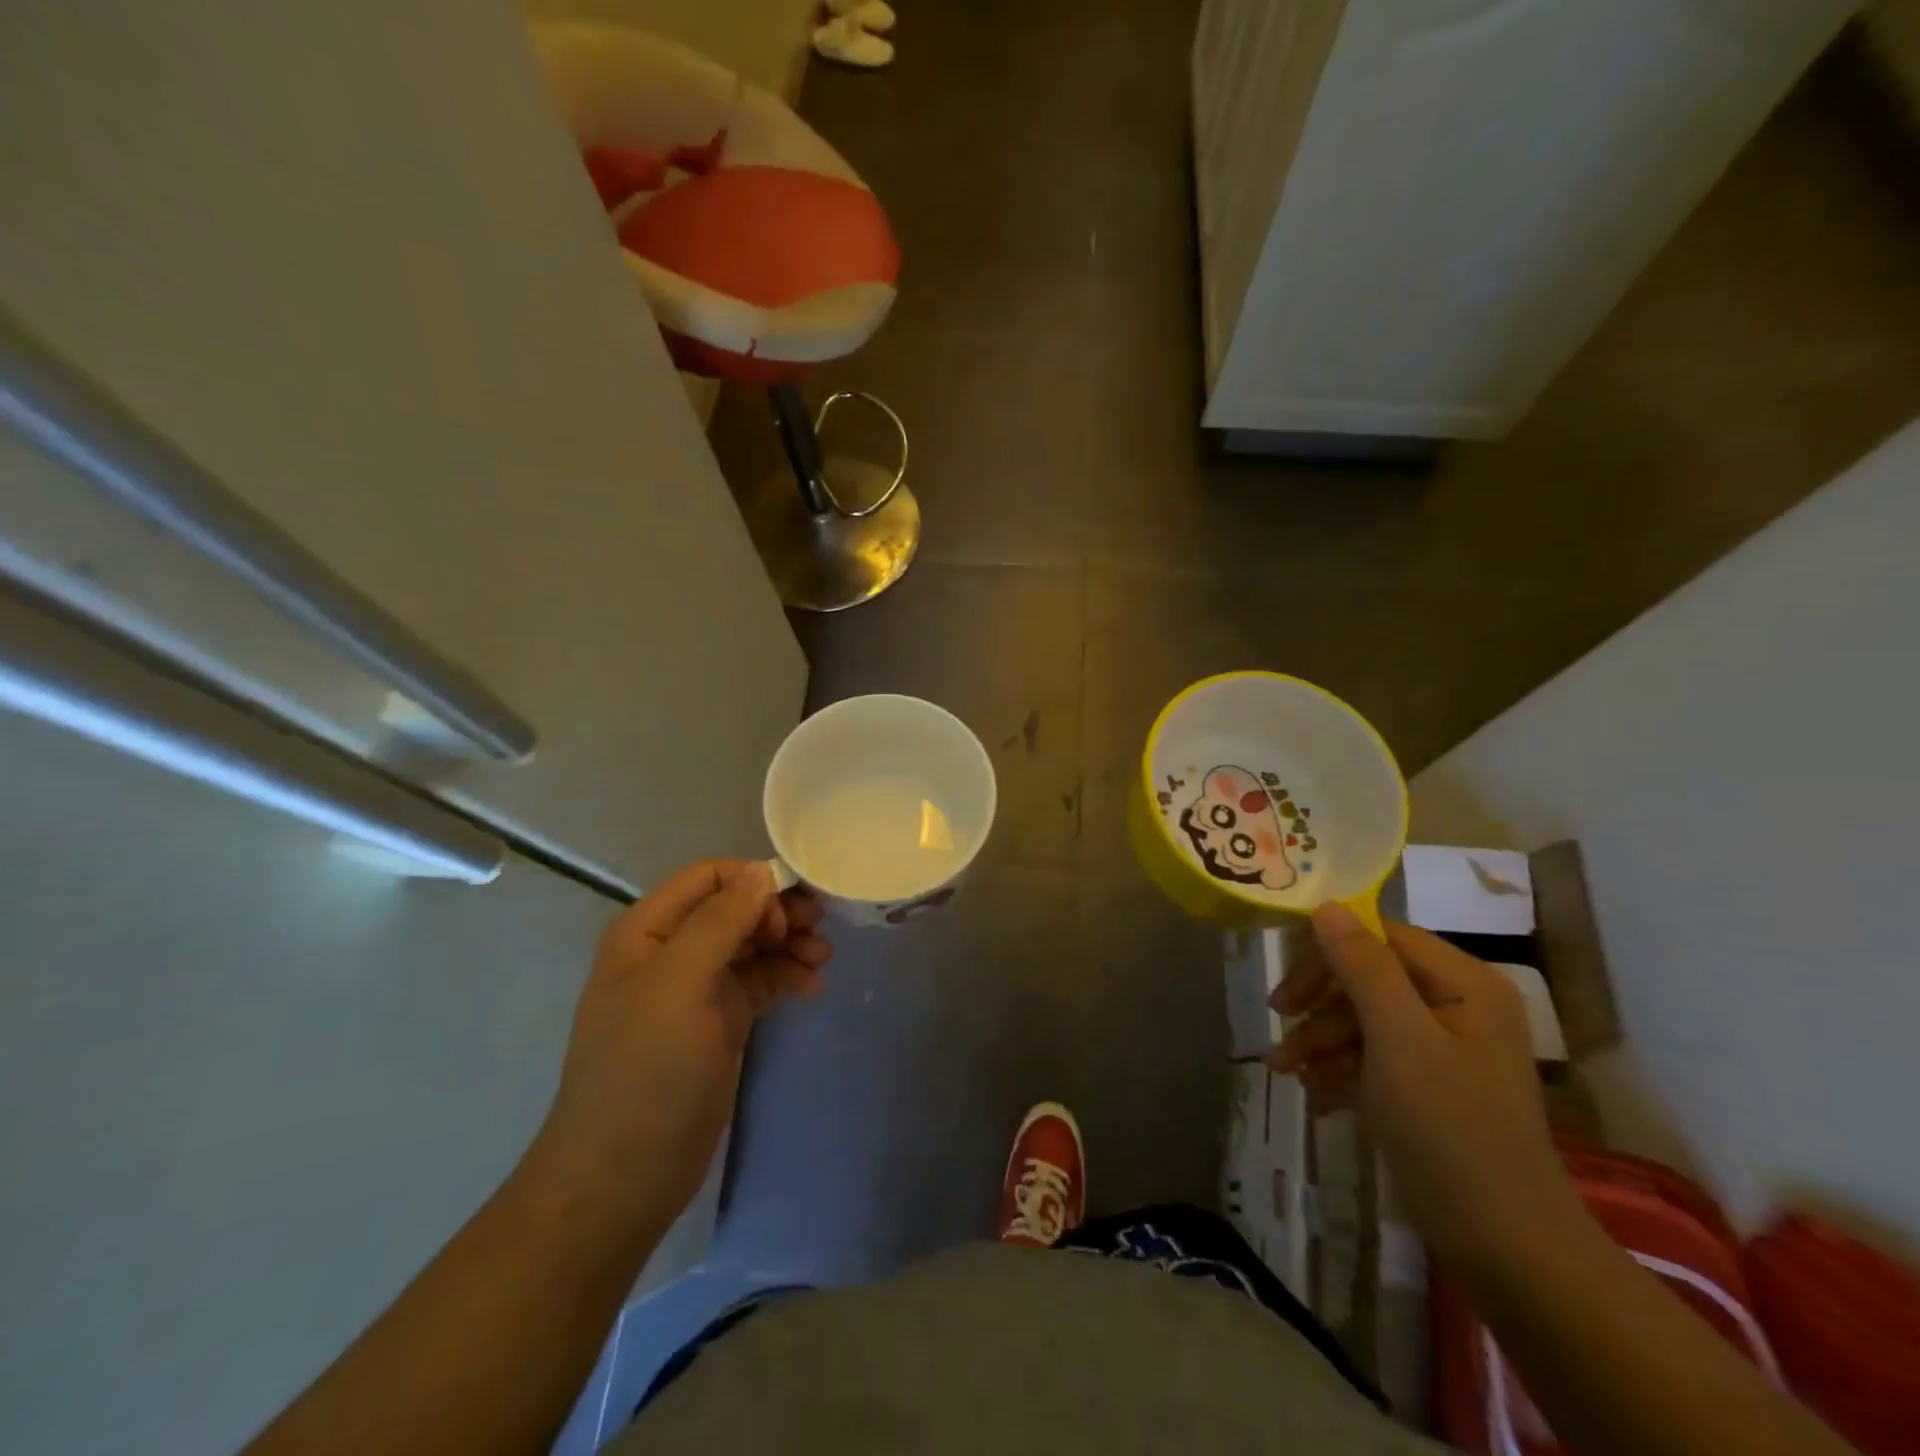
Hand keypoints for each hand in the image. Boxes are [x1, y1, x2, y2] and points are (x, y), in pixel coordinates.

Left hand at [529, 860, 830, 1223]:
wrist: (624, 1176)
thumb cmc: (646, 1070)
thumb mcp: (679, 984)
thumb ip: (720, 921)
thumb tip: (761, 871)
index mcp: (648, 930)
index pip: (710, 877)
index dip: (753, 882)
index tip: (790, 911)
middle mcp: (672, 950)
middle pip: (736, 907)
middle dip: (778, 913)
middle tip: (818, 931)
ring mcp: (697, 988)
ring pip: (753, 944)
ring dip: (790, 944)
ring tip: (823, 960)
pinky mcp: (720, 1021)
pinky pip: (760, 981)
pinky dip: (787, 977)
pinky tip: (812, 989)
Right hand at [1268, 904, 1577, 1262]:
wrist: (1507, 1250)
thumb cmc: (1451, 1131)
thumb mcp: (1399, 1041)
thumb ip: (1363, 968)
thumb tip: (1326, 905)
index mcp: (1464, 984)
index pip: (1382, 937)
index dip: (1329, 950)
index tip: (1285, 977)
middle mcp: (1457, 1005)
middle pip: (1369, 976)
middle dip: (1320, 1001)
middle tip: (1278, 1018)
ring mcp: (1445, 1047)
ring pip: (1365, 1018)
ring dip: (1320, 1039)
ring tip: (1283, 1069)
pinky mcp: (1430, 1086)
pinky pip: (1374, 1056)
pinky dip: (1340, 1069)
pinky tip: (1314, 1095)